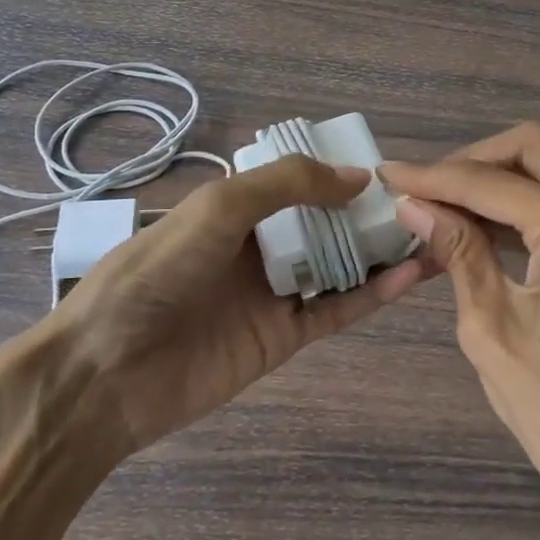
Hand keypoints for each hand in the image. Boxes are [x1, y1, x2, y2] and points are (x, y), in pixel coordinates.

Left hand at [51, 156, 431, 454]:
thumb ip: (287, 185)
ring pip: (339, 266)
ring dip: (381, 252)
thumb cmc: (157, 274)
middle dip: (370, 213)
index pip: (299, 182)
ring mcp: (274, 293)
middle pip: (326, 224)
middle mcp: (260, 246)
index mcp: (237, 208)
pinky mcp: (284, 338)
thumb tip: (359, 177)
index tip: (388, 165)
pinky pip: (337, 309)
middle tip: (424, 202)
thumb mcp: (217, 208)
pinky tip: (411, 275)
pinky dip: (374, 294)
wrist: (106, 373)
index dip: (340, 172)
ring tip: (432, 234)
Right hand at [381, 124, 539, 518]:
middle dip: (474, 159)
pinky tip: (489, 229)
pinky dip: (529, 202)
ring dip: (502, 178)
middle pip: (533, 147)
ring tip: (448, 209)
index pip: (486, 181)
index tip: (388, 175)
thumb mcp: (492, 329)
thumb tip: (415, 205)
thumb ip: (457, 252)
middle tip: (429, 190)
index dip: (431, 177)